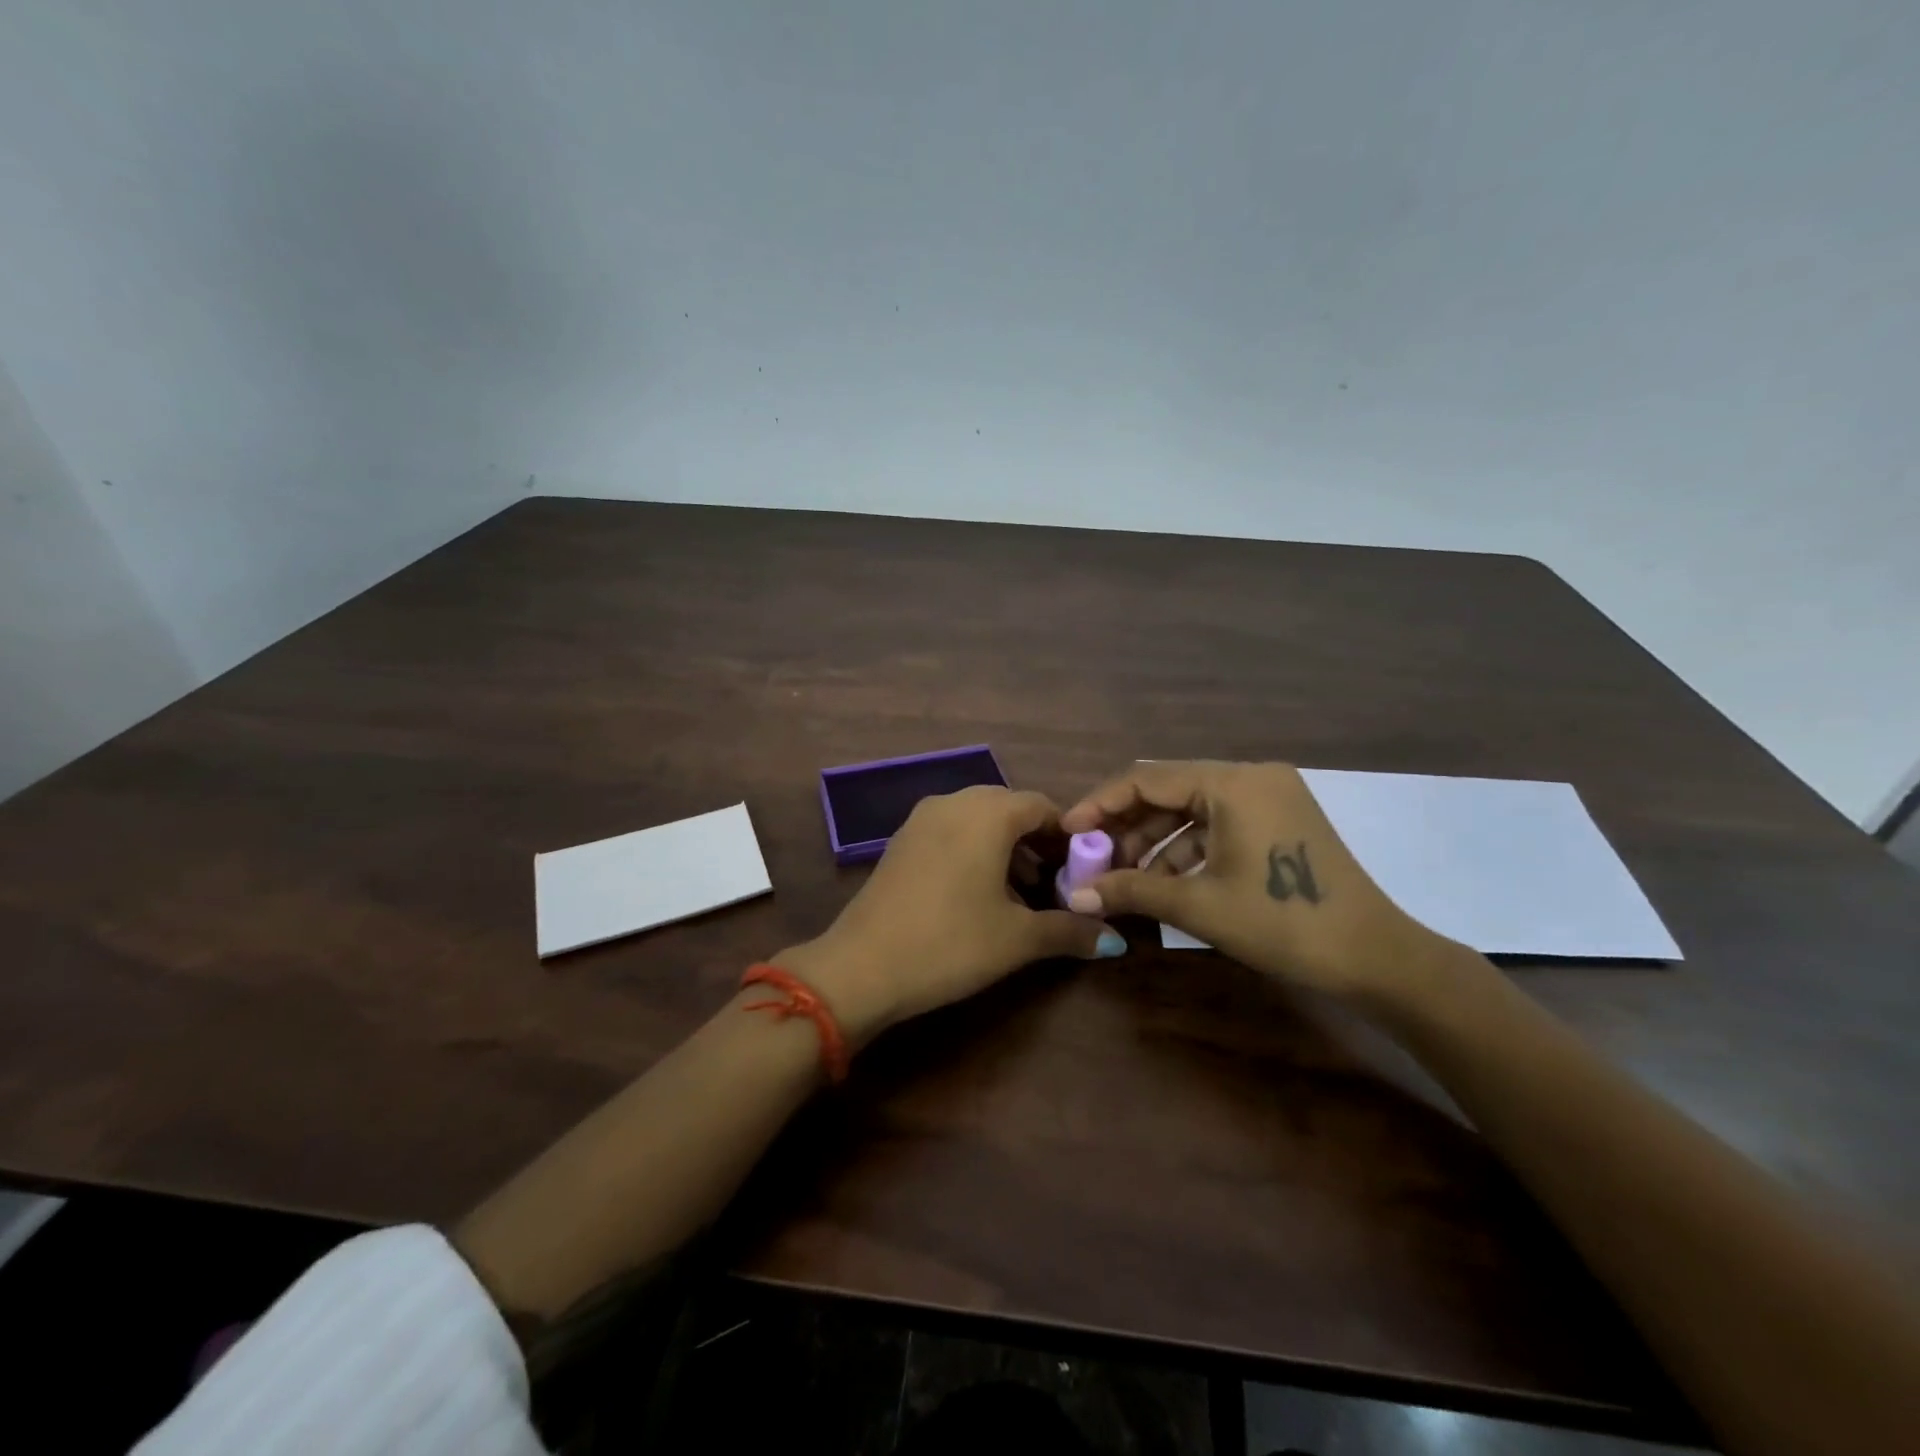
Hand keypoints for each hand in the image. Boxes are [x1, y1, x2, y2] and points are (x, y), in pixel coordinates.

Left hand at [780, 786, 1126, 1044]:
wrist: (862, 967)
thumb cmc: (950, 943)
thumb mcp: (1017, 939)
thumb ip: (1070, 931)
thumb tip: (1114, 938)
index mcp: (987, 813)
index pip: (1041, 806)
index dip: (1067, 836)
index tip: (1082, 870)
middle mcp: (953, 803)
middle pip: (1008, 809)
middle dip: (1035, 842)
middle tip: (1054, 883)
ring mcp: (920, 820)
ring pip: (976, 820)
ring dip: (1004, 848)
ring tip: (1020, 894)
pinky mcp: (900, 842)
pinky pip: (949, 832)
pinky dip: (972, 851)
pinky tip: (977, 894)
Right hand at [1060, 761, 1446, 1002]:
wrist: (1375, 958)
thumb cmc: (1283, 923)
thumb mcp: (1199, 905)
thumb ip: (1132, 891)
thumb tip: (1074, 896)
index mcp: (1233, 782)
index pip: (1147, 778)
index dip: (1101, 803)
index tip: (1067, 831)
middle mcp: (1251, 776)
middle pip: (1169, 791)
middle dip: (1126, 826)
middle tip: (1092, 859)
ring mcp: (1269, 797)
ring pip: (1192, 809)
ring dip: (1154, 841)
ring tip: (1122, 877)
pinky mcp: (1279, 821)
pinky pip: (1218, 824)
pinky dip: (1186, 849)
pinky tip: (1162, 881)